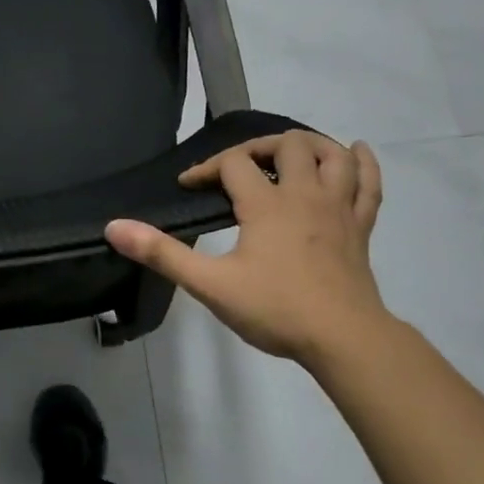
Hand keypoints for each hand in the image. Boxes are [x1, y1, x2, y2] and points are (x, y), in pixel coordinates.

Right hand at [105, 131, 387, 365]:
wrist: (343, 339)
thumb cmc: (275, 309)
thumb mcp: (210, 284)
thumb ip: (162, 254)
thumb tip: (114, 227)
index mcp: (266, 204)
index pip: (233, 164)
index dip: (206, 168)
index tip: (188, 185)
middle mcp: (305, 194)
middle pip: (287, 144)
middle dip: (258, 147)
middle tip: (238, 169)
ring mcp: (338, 208)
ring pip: (332, 155)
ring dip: (310, 145)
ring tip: (289, 154)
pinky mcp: (361, 227)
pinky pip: (369, 183)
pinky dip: (363, 163)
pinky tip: (354, 153)